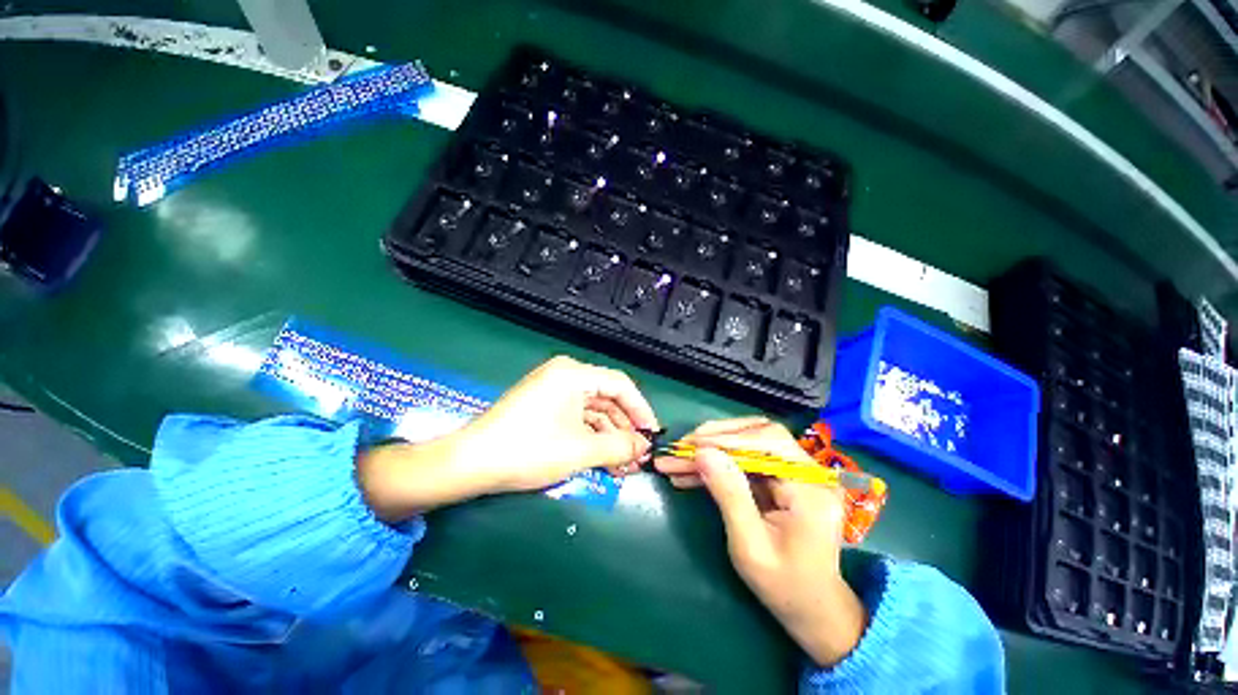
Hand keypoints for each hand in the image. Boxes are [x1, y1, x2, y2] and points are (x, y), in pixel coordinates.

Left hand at [359, 356, 658, 520]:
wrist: (469, 463)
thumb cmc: (528, 449)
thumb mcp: (580, 450)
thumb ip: (619, 446)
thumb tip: (645, 448)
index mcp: (573, 374)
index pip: (620, 385)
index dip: (640, 410)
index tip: (652, 434)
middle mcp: (565, 376)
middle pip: (607, 399)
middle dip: (624, 429)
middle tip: (638, 457)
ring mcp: (552, 391)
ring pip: (592, 411)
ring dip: (609, 437)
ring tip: (623, 465)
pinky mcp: (544, 406)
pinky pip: (576, 418)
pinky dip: (591, 437)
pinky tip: (602, 459)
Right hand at [654, 418, 866, 666]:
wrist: (813, 607)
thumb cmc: (785, 585)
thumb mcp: (750, 546)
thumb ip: (728, 494)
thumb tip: (703, 452)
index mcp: (810, 489)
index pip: (768, 442)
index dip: (727, 439)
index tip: (691, 445)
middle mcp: (808, 472)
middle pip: (758, 434)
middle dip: (716, 438)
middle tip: (681, 447)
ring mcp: (795, 472)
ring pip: (748, 443)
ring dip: (712, 448)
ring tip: (677, 459)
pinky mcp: (781, 477)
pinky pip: (745, 460)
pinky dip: (717, 463)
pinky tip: (690, 472)